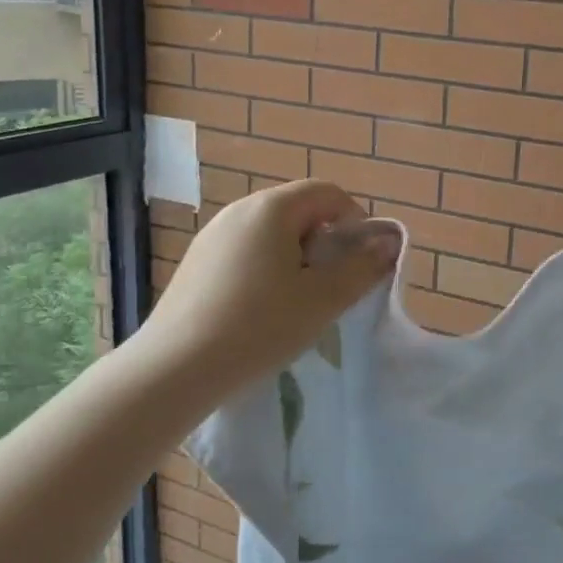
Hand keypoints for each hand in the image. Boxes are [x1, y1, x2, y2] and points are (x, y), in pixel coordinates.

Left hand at [136, 181, 398, 391]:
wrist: (174, 370)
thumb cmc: (260, 326)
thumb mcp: (323, 299)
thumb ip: (362, 267)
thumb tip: (388, 243)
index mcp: (272, 208)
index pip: (327, 193)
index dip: (355, 220)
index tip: (361, 260)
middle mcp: (239, 210)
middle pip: (299, 210)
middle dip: (325, 241)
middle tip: (331, 285)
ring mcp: (212, 236)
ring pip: (271, 234)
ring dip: (296, 258)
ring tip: (298, 302)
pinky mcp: (195, 263)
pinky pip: (245, 253)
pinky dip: (266, 270)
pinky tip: (261, 312)